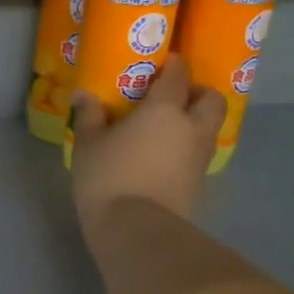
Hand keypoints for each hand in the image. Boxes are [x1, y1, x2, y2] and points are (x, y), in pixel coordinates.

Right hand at [70, 56, 225, 242]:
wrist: (136, 229)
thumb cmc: (109, 177)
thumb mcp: (89, 144)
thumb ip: (89, 115)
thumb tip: (83, 94)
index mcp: (165, 109)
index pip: (179, 74)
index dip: (173, 64)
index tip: (161, 63)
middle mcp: (192, 127)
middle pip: (211, 99)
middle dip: (198, 92)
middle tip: (174, 96)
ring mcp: (200, 157)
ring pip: (210, 127)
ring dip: (196, 121)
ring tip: (168, 127)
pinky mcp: (199, 182)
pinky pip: (199, 153)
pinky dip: (188, 148)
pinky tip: (165, 155)